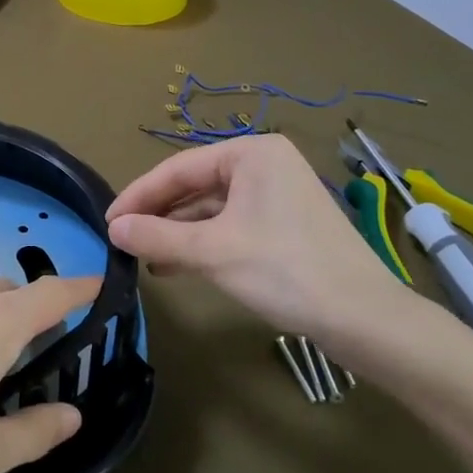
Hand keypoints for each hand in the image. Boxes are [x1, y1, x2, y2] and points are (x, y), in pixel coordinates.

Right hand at [107, 135, 451, 370]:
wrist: (365, 319)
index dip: (139, 195)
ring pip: (211, 208)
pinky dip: (202, 242)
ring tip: (142, 257)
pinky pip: (230, 224)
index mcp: (251, 153)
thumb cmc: (285, 271)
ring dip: (177, 232)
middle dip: (158, 215)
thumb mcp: (213, 252)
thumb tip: (112, 228)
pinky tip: (175, 264)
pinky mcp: (284, 224)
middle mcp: (264, 164)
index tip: (108, 221)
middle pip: (194, 185)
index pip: (178, 168)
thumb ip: (158, 236)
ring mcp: (277, 195)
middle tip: (122, 240)